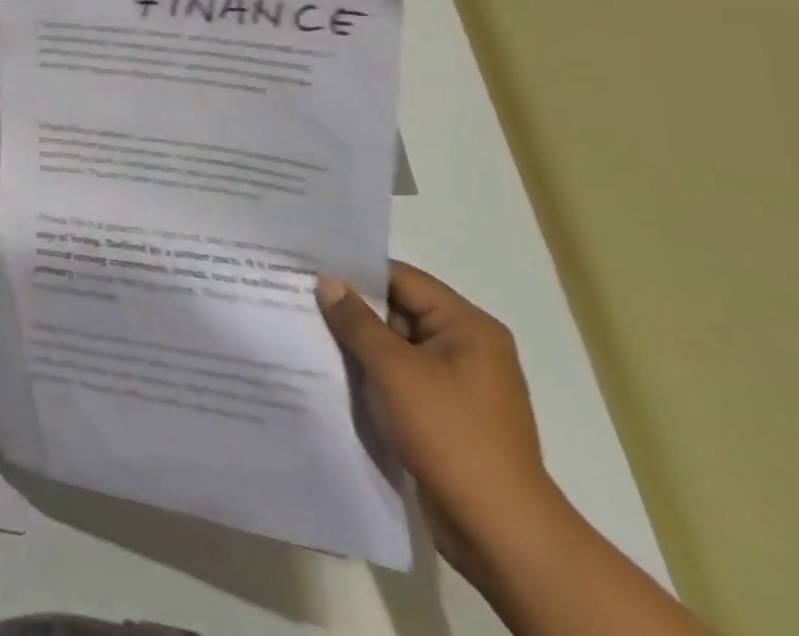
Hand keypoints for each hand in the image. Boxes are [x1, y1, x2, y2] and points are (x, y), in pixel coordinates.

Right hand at [317, 262, 565, 581]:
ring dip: (358, 344)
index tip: (309, 266)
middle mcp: (468, 348)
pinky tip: (334, 371)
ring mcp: (458, 384)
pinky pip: (400, 378)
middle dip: (352, 308)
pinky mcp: (446, 415)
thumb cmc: (450, 433)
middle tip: (299, 296)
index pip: (402, 279)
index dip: (356, 271)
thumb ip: (356, 320)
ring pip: (396, 347)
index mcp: (468, 327)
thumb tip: (328, 282)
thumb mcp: (394, 368)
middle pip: (399, 310)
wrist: (499, 531)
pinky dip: (371, 373)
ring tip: (307, 330)